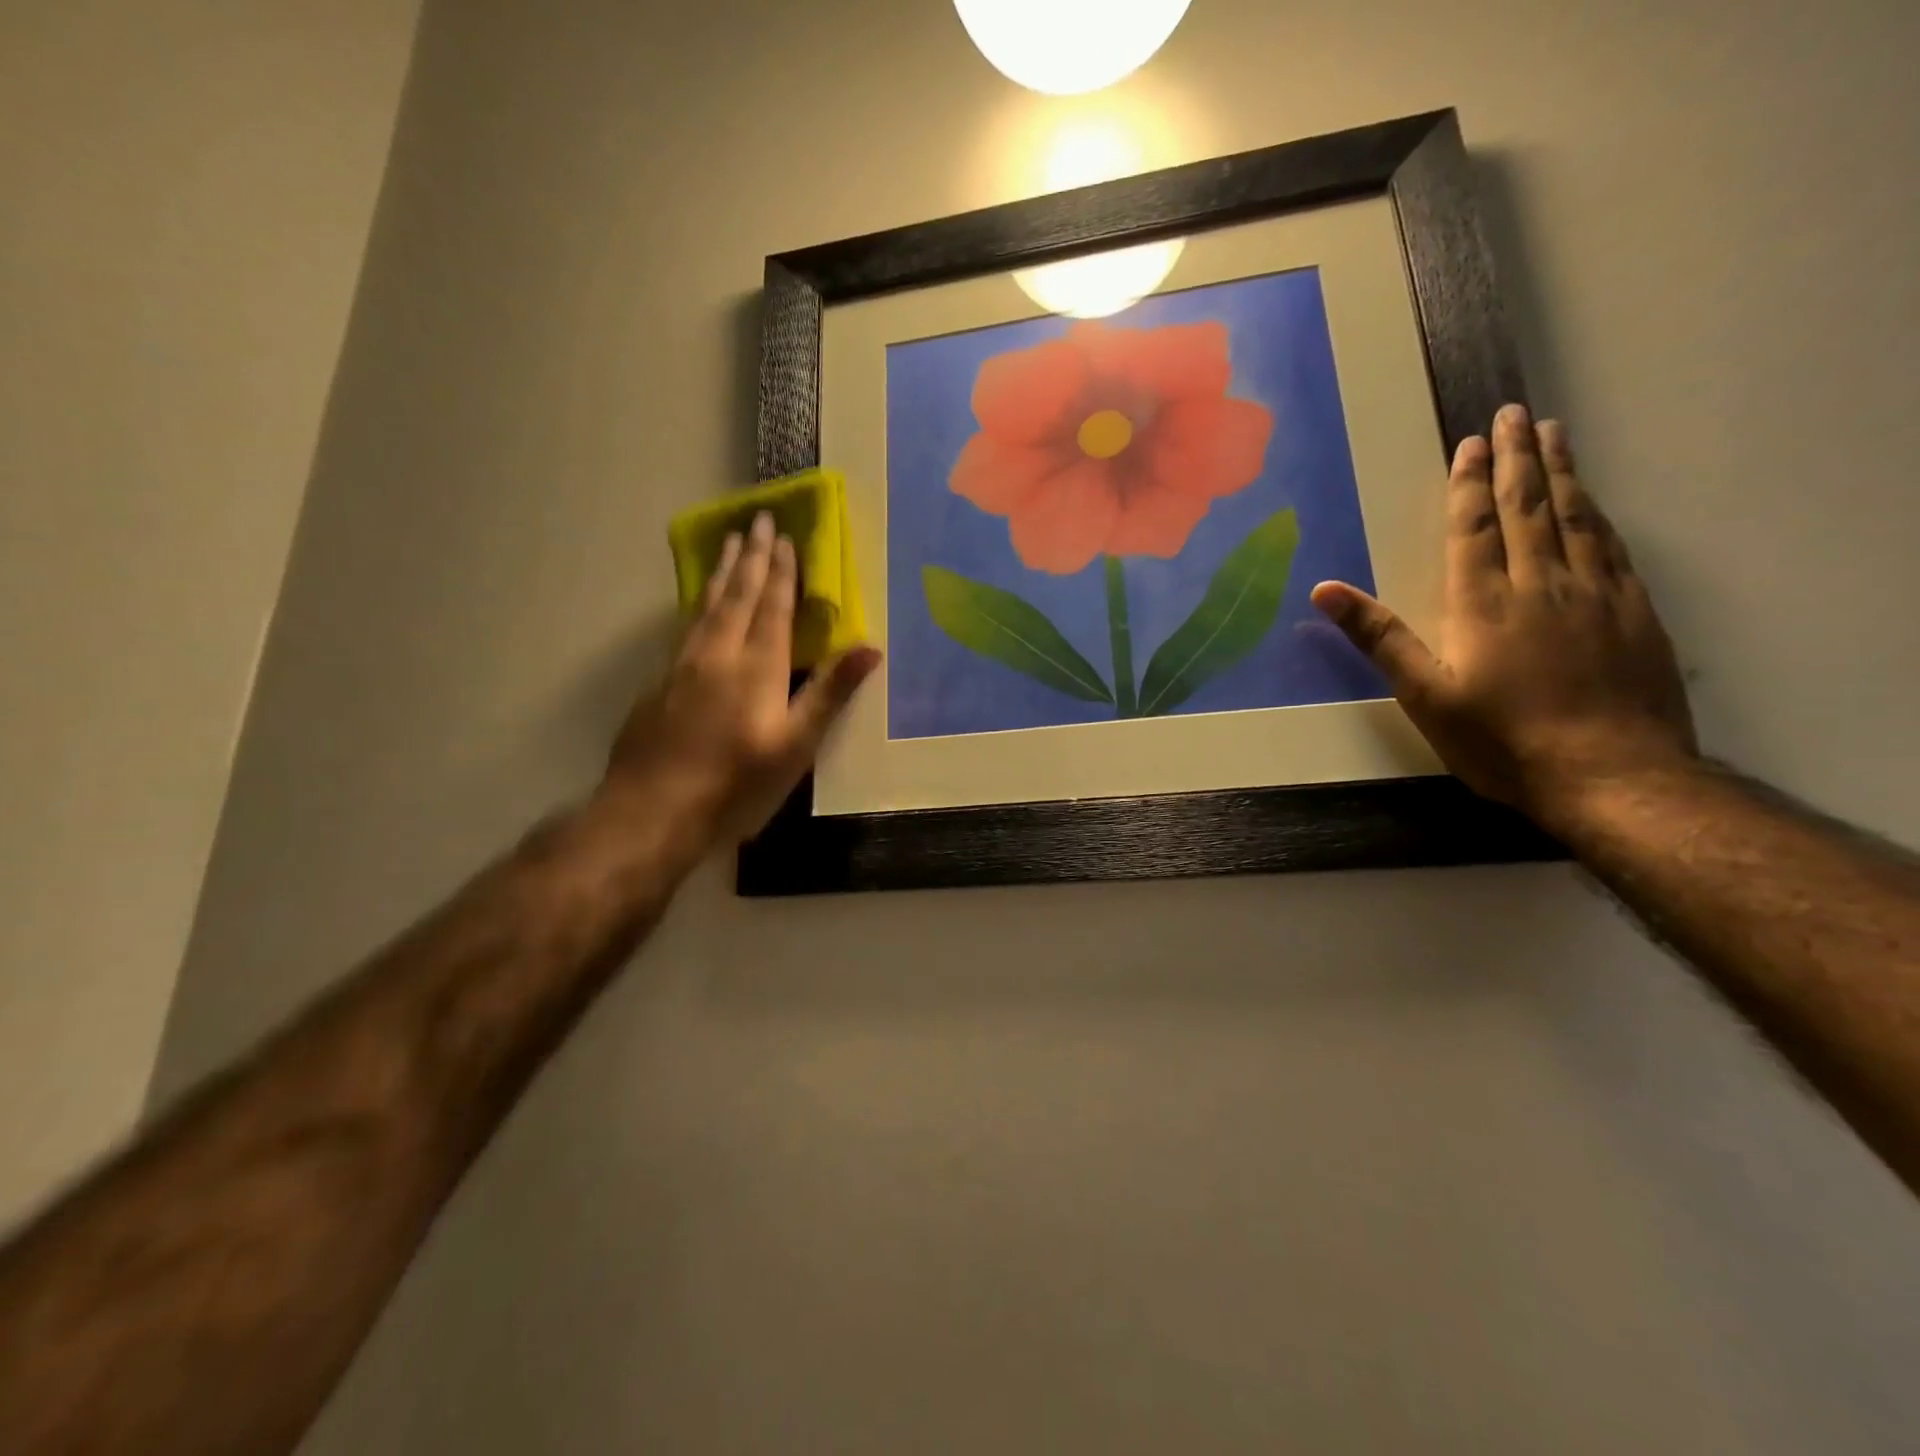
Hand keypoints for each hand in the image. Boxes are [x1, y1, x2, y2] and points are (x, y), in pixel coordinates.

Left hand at [602, 510, 880, 842]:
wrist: (654, 808)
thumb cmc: (737, 781)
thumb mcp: (795, 744)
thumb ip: (829, 693)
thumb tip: (870, 648)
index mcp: (757, 665)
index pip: (772, 606)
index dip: (781, 572)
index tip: (785, 537)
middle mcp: (718, 653)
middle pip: (737, 594)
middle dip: (751, 556)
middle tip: (757, 519)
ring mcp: (683, 665)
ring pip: (706, 605)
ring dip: (722, 571)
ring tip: (729, 543)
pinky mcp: (660, 683)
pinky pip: (687, 625)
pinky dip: (699, 602)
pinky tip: (699, 604)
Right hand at [1310, 405, 1696, 829]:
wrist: (1611, 776)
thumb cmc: (1501, 740)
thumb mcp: (1424, 695)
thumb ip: (1379, 637)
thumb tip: (1324, 589)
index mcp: (1484, 602)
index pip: (1475, 527)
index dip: (1470, 483)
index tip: (1472, 441)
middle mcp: (1542, 584)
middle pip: (1529, 507)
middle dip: (1518, 458)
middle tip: (1515, 413)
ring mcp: (1596, 594)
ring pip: (1575, 517)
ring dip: (1561, 472)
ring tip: (1554, 434)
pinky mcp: (1635, 612)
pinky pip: (1613, 546)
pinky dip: (1597, 514)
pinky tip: (1594, 502)